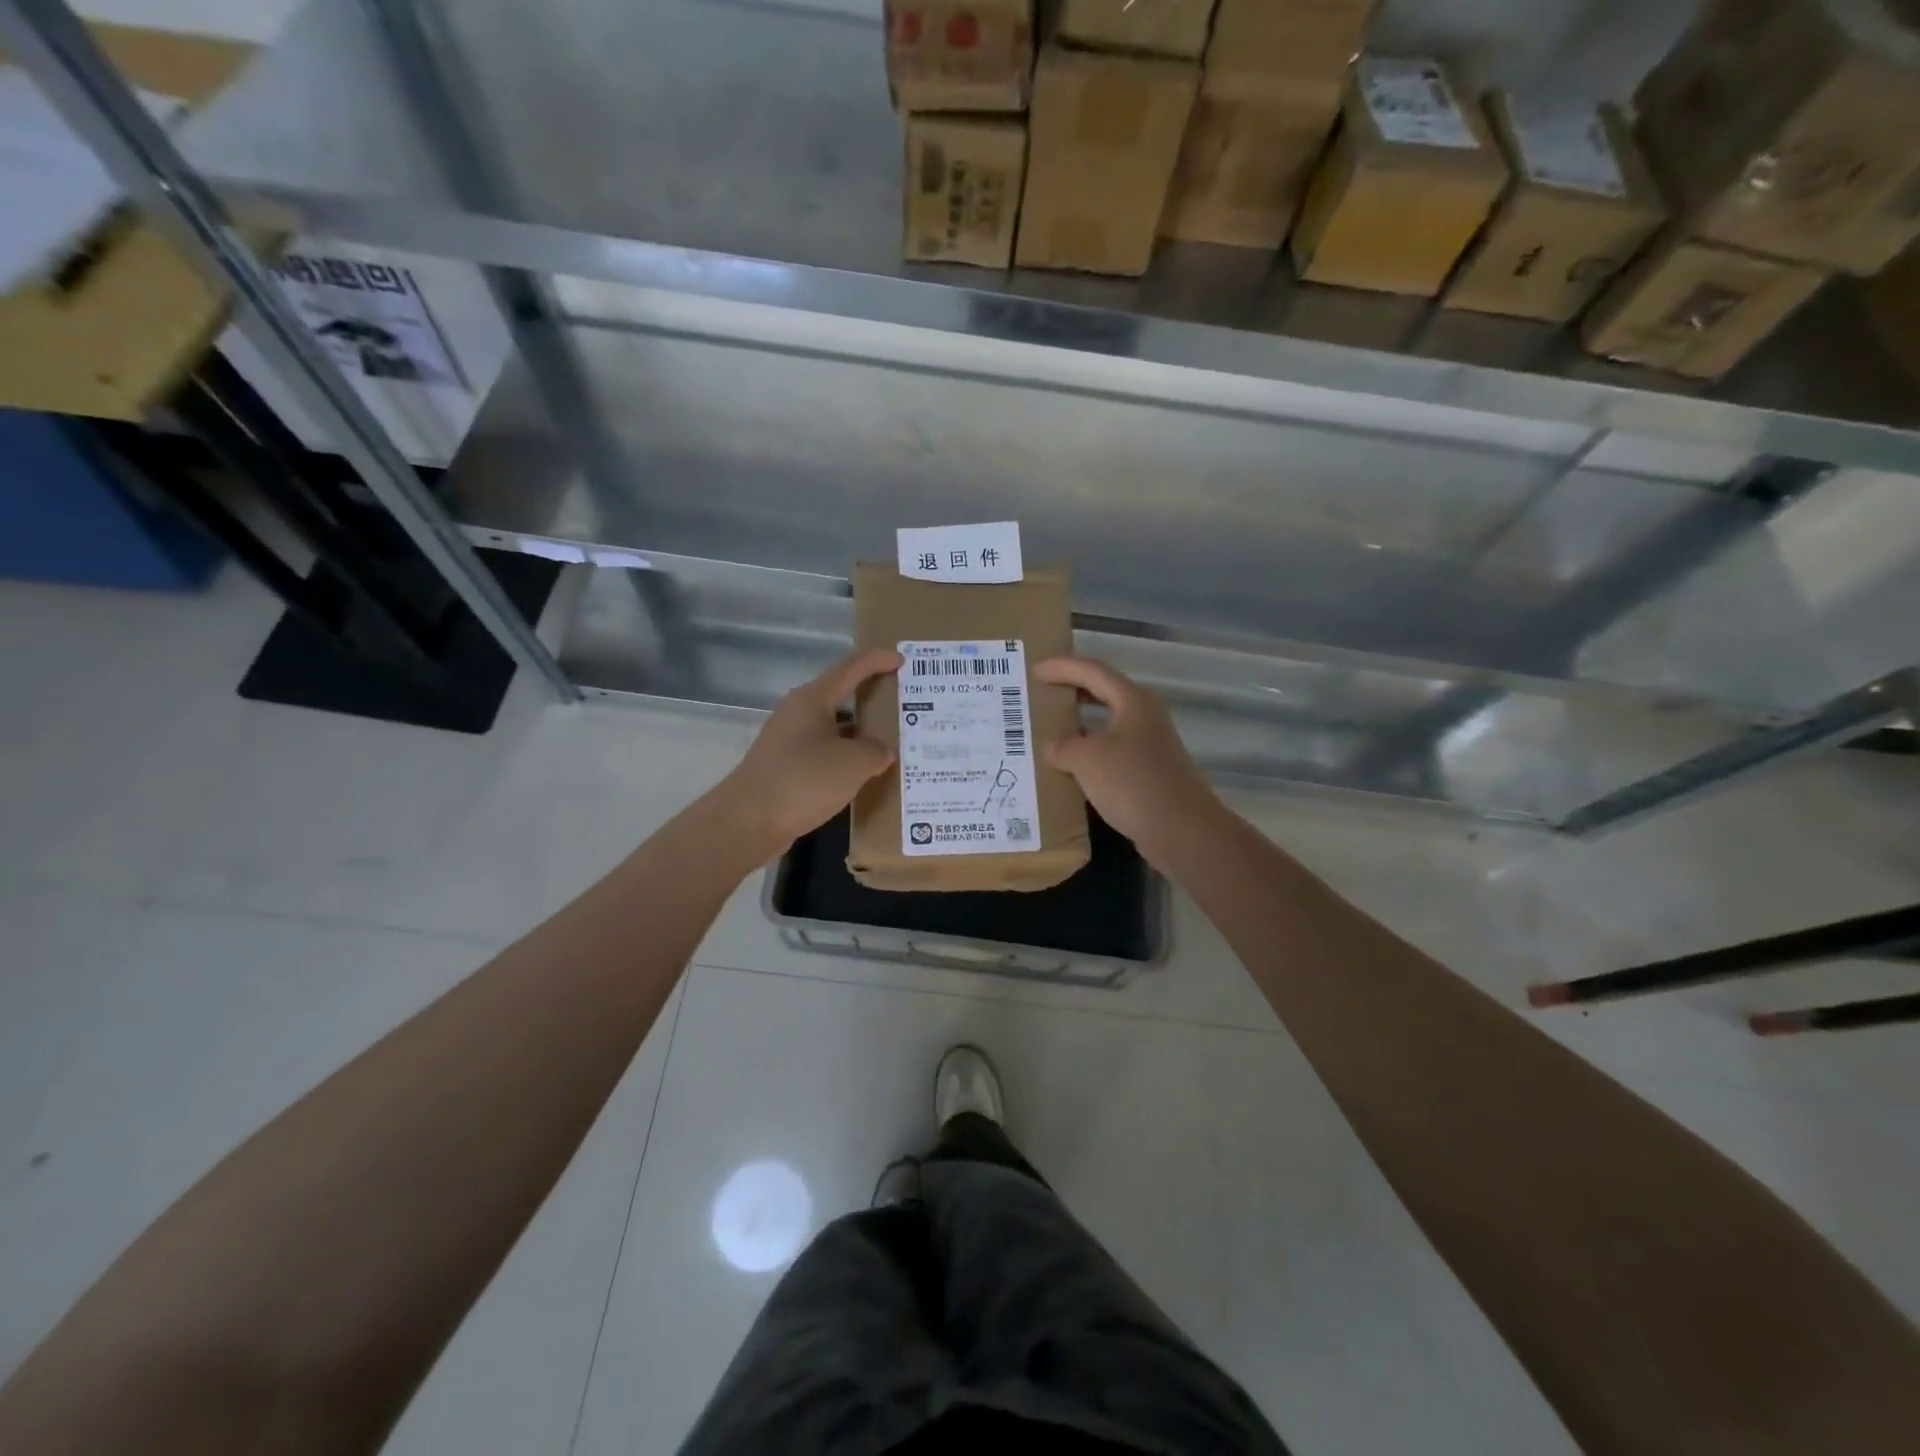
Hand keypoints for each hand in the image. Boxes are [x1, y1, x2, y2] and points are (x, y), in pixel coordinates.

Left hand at [718, 646, 901, 857]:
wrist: (748, 820)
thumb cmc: (804, 780)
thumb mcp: (854, 763)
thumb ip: (876, 751)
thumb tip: (880, 752)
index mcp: (813, 698)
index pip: (852, 667)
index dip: (878, 660)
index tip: (903, 661)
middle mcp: (798, 712)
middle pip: (841, 695)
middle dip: (872, 698)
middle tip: (904, 705)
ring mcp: (789, 740)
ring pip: (834, 727)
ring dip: (860, 732)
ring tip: (891, 742)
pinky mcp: (786, 766)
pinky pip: (824, 752)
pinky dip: (846, 757)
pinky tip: (863, 774)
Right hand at [1033, 656, 1220, 863]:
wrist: (1181, 830)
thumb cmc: (1133, 782)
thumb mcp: (1086, 759)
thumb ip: (1062, 746)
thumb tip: (1053, 748)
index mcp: (1133, 701)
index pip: (1092, 671)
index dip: (1062, 667)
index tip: (1034, 670)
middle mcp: (1144, 716)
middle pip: (1103, 692)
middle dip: (1071, 690)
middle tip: (1040, 692)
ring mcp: (1149, 745)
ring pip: (1106, 724)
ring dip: (1078, 724)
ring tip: (1048, 728)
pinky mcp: (1147, 772)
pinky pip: (1110, 752)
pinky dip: (1087, 753)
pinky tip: (1068, 767)